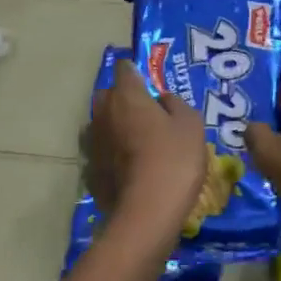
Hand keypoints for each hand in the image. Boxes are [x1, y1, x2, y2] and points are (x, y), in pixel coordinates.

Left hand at [87, 60, 207, 232]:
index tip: (149, 79)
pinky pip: (102, 150)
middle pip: (109, 94)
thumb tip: (163, 99)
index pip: (125, 68)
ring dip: (115, 125)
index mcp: (127, 96)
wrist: (147, 212)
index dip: (137, 70)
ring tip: (137, 140)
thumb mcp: (191, 124)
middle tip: (147, 111)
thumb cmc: (174, 159)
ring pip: (102, 123)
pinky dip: (112, 152)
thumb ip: (176, 104)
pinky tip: (129, 165)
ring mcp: (93, 142)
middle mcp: (103, 113)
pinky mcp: (90, 169)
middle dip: (123, 97)